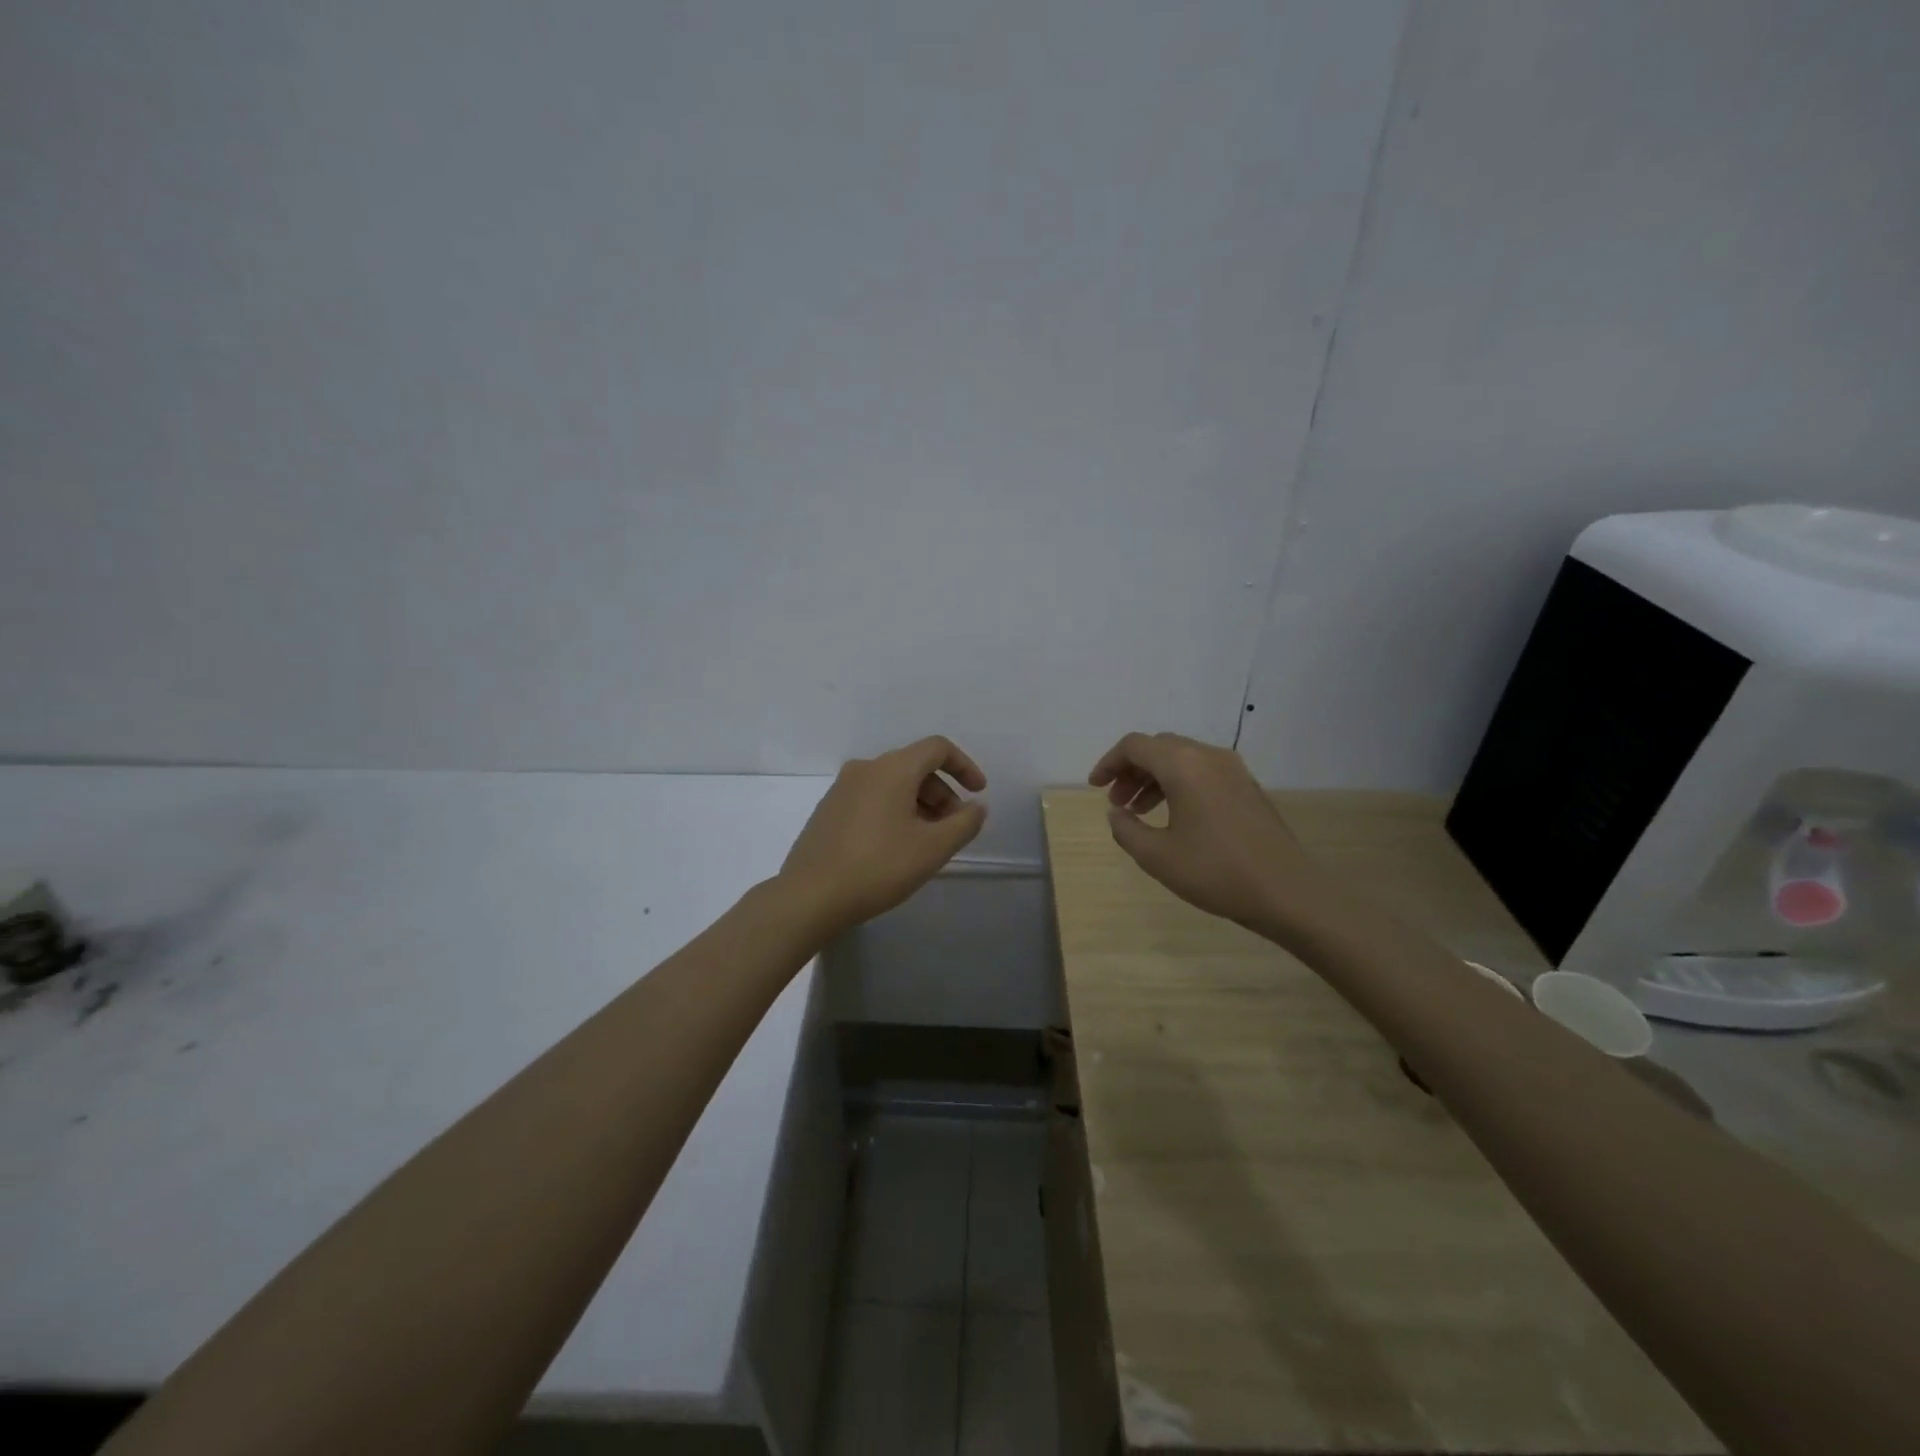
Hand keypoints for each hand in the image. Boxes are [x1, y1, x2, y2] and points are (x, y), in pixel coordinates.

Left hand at [779, 736, 988, 935]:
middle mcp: (866, 768)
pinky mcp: (828, 809)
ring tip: (927, 842)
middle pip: (915, 766)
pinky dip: (894, 811)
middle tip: (953, 828)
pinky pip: (872, 798)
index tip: (978, 793)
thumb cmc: (879, 867)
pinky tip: (896, 846)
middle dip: (942, 793)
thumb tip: (976, 806)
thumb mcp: (933, 848)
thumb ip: (964, 823)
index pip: (937, 748)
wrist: (810, 896)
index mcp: (893, 769)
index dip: (964, 766)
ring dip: (919, 804)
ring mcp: (842, 788)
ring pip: (892, 784)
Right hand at [1089, 731, 1324, 931]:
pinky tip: (1174, 817)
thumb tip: (1116, 813)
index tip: (1095, 787)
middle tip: (1116, 802)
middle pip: (1159, 747)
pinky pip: (1202, 771)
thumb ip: (1126, 829)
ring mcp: (1233, 770)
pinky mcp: (1248, 787)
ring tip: (1138, 812)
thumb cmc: (1216, 872)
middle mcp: (1209, 756)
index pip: (1135, 746)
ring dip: (1154, 778)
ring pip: (1182, 759)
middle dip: (1131, 770)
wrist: (1287, 892)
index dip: (1109, 762)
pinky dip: (1179, 784)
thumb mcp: (1157, 856)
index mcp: (1183, 765)